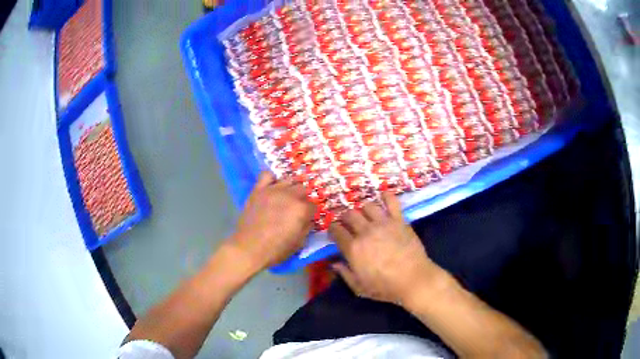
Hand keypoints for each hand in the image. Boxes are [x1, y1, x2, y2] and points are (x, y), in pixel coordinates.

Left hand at [228, 172, 314, 271]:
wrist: (249, 248)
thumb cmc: (276, 249)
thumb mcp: (299, 243)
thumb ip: (307, 227)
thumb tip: (308, 219)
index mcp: (302, 209)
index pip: (313, 205)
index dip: (310, 213)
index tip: (306, 219)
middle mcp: (290, 195)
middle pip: (303, 189)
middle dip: (302, 199)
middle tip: (295, 209)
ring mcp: (273, 190)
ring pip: (289, 180)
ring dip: (290, 188)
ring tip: (285, 198)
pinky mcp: (258, 190)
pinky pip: (267, 174)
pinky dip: (271, 179)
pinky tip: (272, 187)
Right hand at [329, 192, 442, 305]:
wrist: (414, 280)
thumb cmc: (386, 287)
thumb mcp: (359, 288)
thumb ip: (345, 274)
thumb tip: (333, 263)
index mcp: (353, 248)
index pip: (336, 230)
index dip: (333, 229)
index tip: (335, 231)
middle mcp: (365, 232)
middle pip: (349, 215)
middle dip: (345, 217)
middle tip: (349, 223)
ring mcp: (383, 223)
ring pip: (367, 206)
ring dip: (363, 209)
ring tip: (366, 215)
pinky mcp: (399, 220)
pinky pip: (391, 201)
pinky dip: (386, 196)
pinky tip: (383, 196)